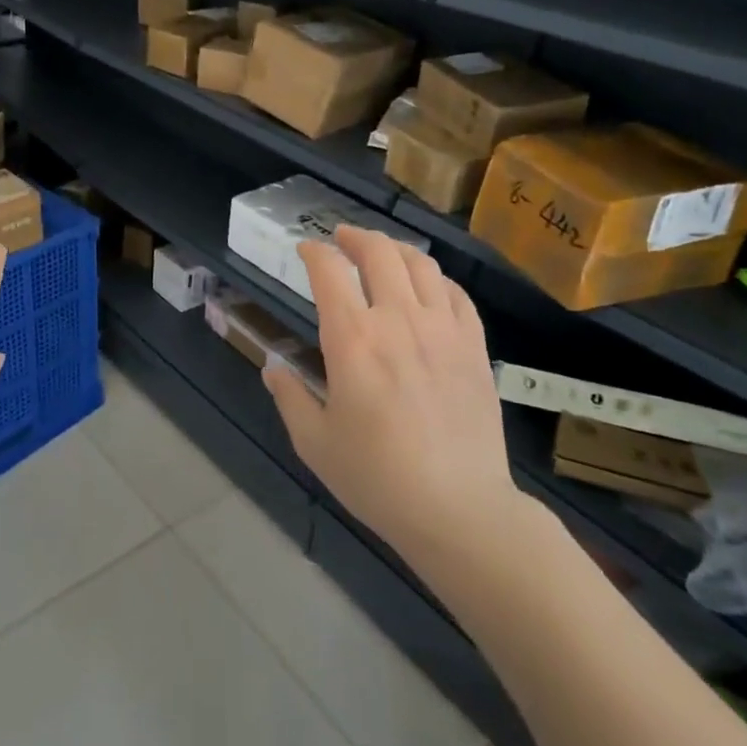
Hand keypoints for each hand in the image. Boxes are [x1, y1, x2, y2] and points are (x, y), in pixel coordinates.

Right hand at [263, 227, 523, 556]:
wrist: (459, 509)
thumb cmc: (377, 478)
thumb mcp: (315, 443)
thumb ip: (290, 397)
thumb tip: (272, 368)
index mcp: (352, 339)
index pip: (329, 271)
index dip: (314, 252)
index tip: (305, 250)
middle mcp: (397, 320)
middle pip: (378, 252)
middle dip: (355, 236)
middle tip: (342, 237)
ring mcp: (442, 329)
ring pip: (420, 264)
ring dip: (395, 248)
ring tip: (382, 252)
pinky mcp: (474, 346)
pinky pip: (456, 293)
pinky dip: (435, 278)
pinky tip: (427, 286)